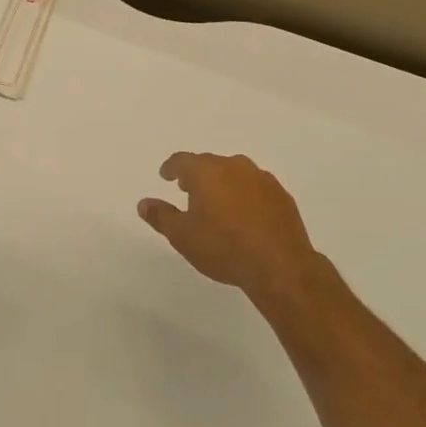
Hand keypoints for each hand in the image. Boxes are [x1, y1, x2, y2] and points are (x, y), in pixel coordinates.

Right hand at [138, 153, 327, 304]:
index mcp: (207, 172)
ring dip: (223, 182)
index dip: (171, 167)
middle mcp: (234, 167)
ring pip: (235, 173)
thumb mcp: (182, 236)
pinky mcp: (282, 196)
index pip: (182, 160)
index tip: (165, 176)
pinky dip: (245, 195)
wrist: (280, 266)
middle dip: (196, 174)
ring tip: (217, 202)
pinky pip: (256, 187)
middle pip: (210, 163)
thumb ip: (161, 216)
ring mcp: (262, 179)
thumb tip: (144, 203)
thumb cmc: (223, 248)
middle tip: (188, 189)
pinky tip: (245, 215)